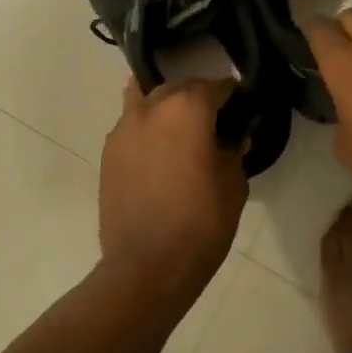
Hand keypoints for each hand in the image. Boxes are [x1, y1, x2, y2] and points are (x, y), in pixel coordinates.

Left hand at [98, 77, 248, 294]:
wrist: (146, 266)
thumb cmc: (201, 223)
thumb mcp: (233, 185)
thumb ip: (233, 151)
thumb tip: (233, 137)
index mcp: (188, 108)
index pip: (217, 86)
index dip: (234, 94)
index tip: (243, 104)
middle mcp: (153, 107)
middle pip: (180, 87)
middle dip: (199, 97)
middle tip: (215, 119)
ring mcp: (124, 127)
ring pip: (147, 98)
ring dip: (167, 105)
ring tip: (180, 127)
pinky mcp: (108, 151)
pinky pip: (131, 123)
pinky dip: (147, 126)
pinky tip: (158, 148)